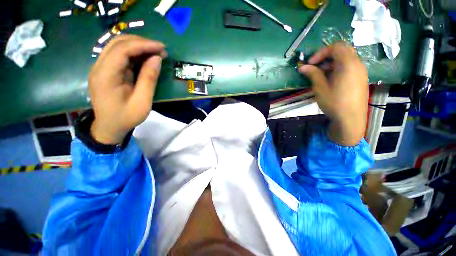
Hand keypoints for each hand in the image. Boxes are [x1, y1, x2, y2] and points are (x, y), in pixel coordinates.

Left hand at [89, 35, 166, 144]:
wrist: (109, 127)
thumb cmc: (126, 117)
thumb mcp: (142, 101)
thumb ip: (149, 79)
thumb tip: (157, 59)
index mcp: (105, 75)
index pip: (122, 49)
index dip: (143, 45)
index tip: (162, 48)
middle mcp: (99, 67)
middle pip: (118, 43)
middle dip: (141, 43)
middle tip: (160, 50)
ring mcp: (100, 67)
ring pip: (117, 46)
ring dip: (137, 46)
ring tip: (155, 53)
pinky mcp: (105, 70)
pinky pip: (119, 55)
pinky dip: (133, 53)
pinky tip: (145, 58)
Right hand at [298, 43, 368, 145]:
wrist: (351, 119)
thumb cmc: (334, 103)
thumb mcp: (320, 88)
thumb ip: (313, 74)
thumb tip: (302, 67)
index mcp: (348, 64)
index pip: (336, 47)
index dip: (321, 52)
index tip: (310, 64)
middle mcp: (357, 64)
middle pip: (342, 50)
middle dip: (326, 56)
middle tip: (316, 67)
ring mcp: (360, 71)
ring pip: (346, 58)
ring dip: (332, 62)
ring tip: (321, 75)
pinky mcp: (360, 78)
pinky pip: (349, 66)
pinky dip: (338, 68)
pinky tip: (330, 80)